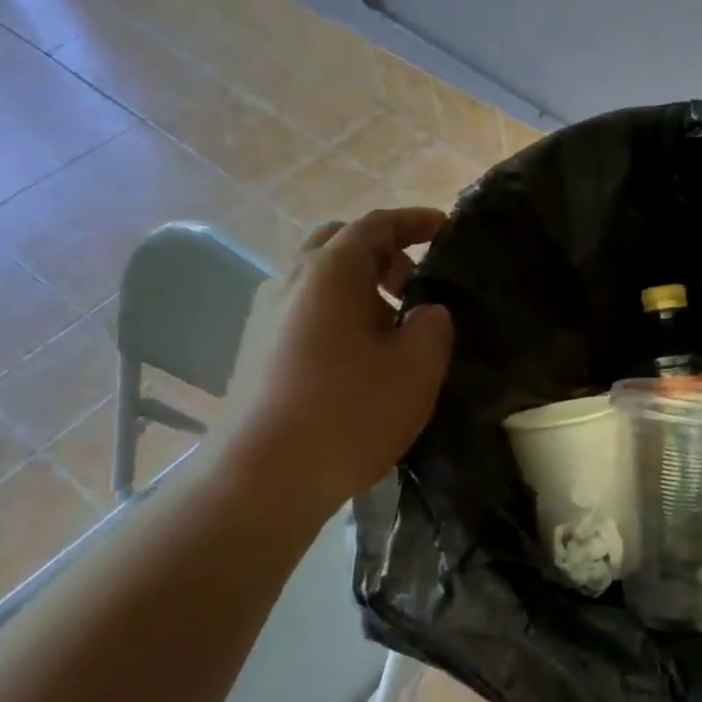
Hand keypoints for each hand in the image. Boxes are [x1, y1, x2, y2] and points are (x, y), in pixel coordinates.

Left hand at [207, 208, 453, 521]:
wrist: (261, 480)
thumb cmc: (349, 412)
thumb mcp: (417, 366)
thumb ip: (434, 324)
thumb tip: (425, 312)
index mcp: (331, 273)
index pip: (376, 225)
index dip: (415, 221)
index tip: (445, 227)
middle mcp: (291, 282)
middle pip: (338, 244)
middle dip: (382, 252)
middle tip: (416, 281)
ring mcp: (266, 318)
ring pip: (320, 280)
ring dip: (361, 286)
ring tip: (394, 326)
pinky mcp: (256, 352)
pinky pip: (306, 312)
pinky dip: (339, 313)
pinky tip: (360, 357)